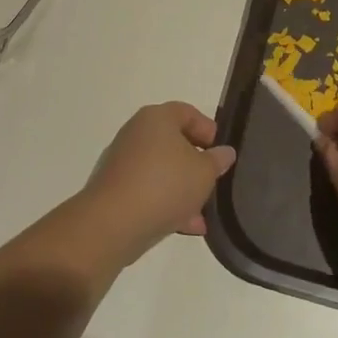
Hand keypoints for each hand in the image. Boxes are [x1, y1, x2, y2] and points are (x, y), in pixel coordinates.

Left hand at [77, 102, 235, 265]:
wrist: (113, 223)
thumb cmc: (165, 185)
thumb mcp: (204, 172)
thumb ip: (217, 160)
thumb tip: (224, 152)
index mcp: (157, 118)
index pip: (187, 112)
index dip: (208, 129)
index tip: (220, 152)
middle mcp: (136, 132)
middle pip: (173, 142)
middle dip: (196, 164)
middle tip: (213, 181)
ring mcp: (123, 161)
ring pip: (161, 170)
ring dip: (183, 188)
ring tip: (202, 212)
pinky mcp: (115, 188)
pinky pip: (148, 190)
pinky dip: (166, 203)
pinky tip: (186, 225)